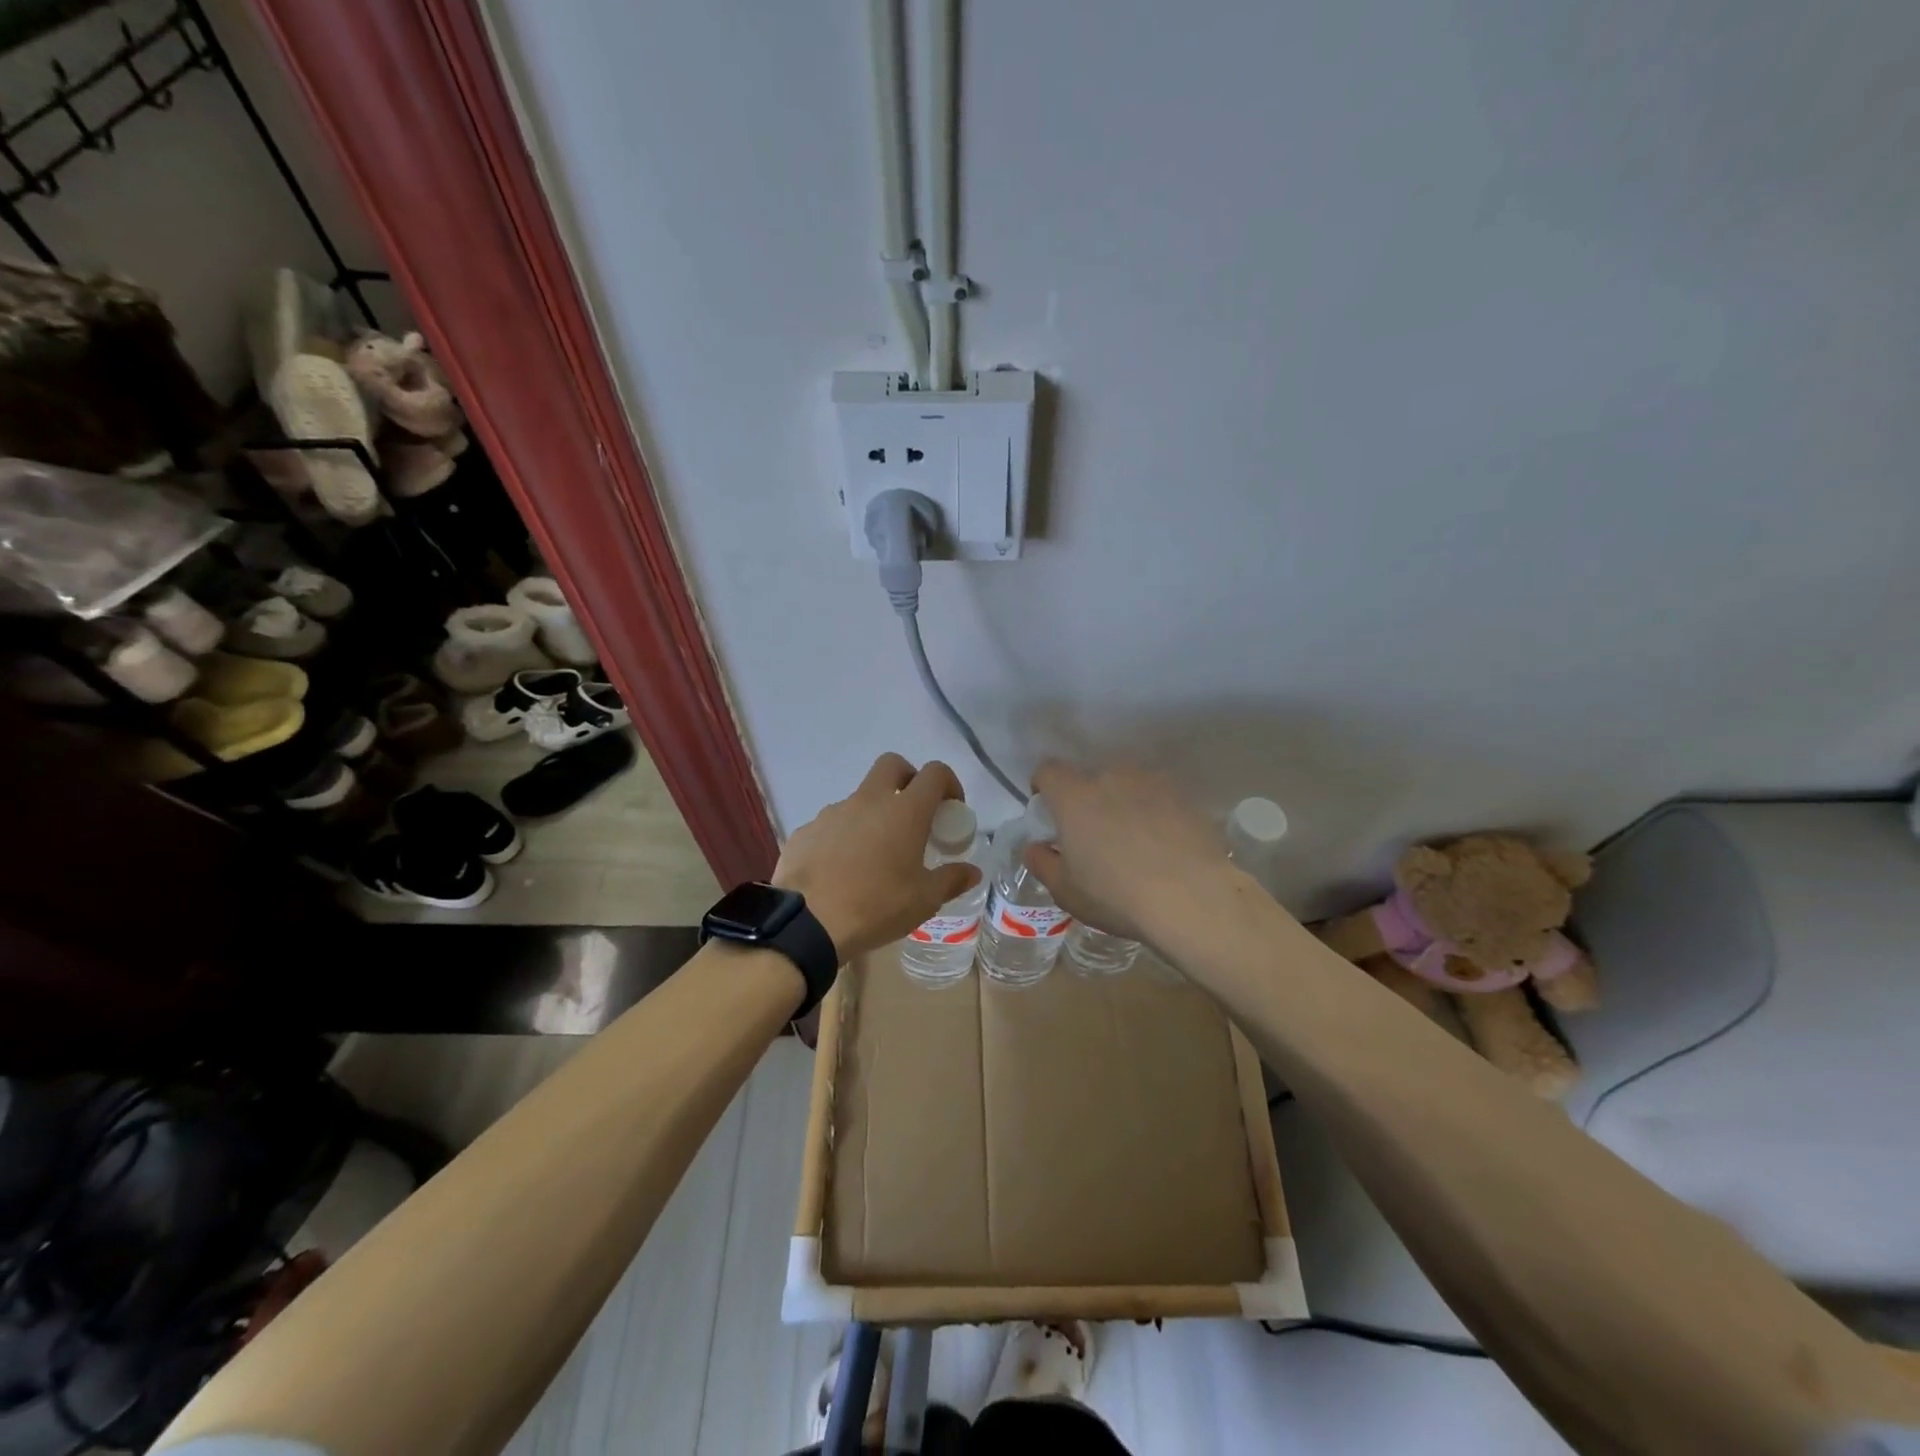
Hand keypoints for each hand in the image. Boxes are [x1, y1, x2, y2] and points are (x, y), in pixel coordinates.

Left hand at [773, 754, 980, 960]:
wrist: (808, 923)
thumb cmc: (876, 906)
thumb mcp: (924, 900)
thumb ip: (951, 880)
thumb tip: (972, 872)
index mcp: (904, 811)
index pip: (934, 773)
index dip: (948, 783)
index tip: (951, 809)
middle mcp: (869, 800)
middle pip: (892, 765)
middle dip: (908, 779)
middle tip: (913, 813)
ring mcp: (833, 812)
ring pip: (860, 797)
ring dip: (873, 813)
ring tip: (875, 855)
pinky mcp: (807, 830)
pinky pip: (832, 824)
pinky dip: (843, 837)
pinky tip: (841, 870)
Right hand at [1020, 760, 1230, 942]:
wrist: (1193, 898)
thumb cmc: (1117, 896)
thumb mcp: (1066, 891)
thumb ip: (1042, 863)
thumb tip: (1035, 847)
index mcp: (1074, 796)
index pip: (1049, 770)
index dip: (1044, 786)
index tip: (1049, 810)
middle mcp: (1111, 777)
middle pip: (1090, 778)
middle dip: (1087, 800)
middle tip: (1094, 836)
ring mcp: (1151, 782)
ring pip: (1127, 785)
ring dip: (1123, 804)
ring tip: (1134, 841)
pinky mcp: (1184, 796)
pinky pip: (1158, 798)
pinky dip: (1155, 813)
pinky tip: (1164, 846)